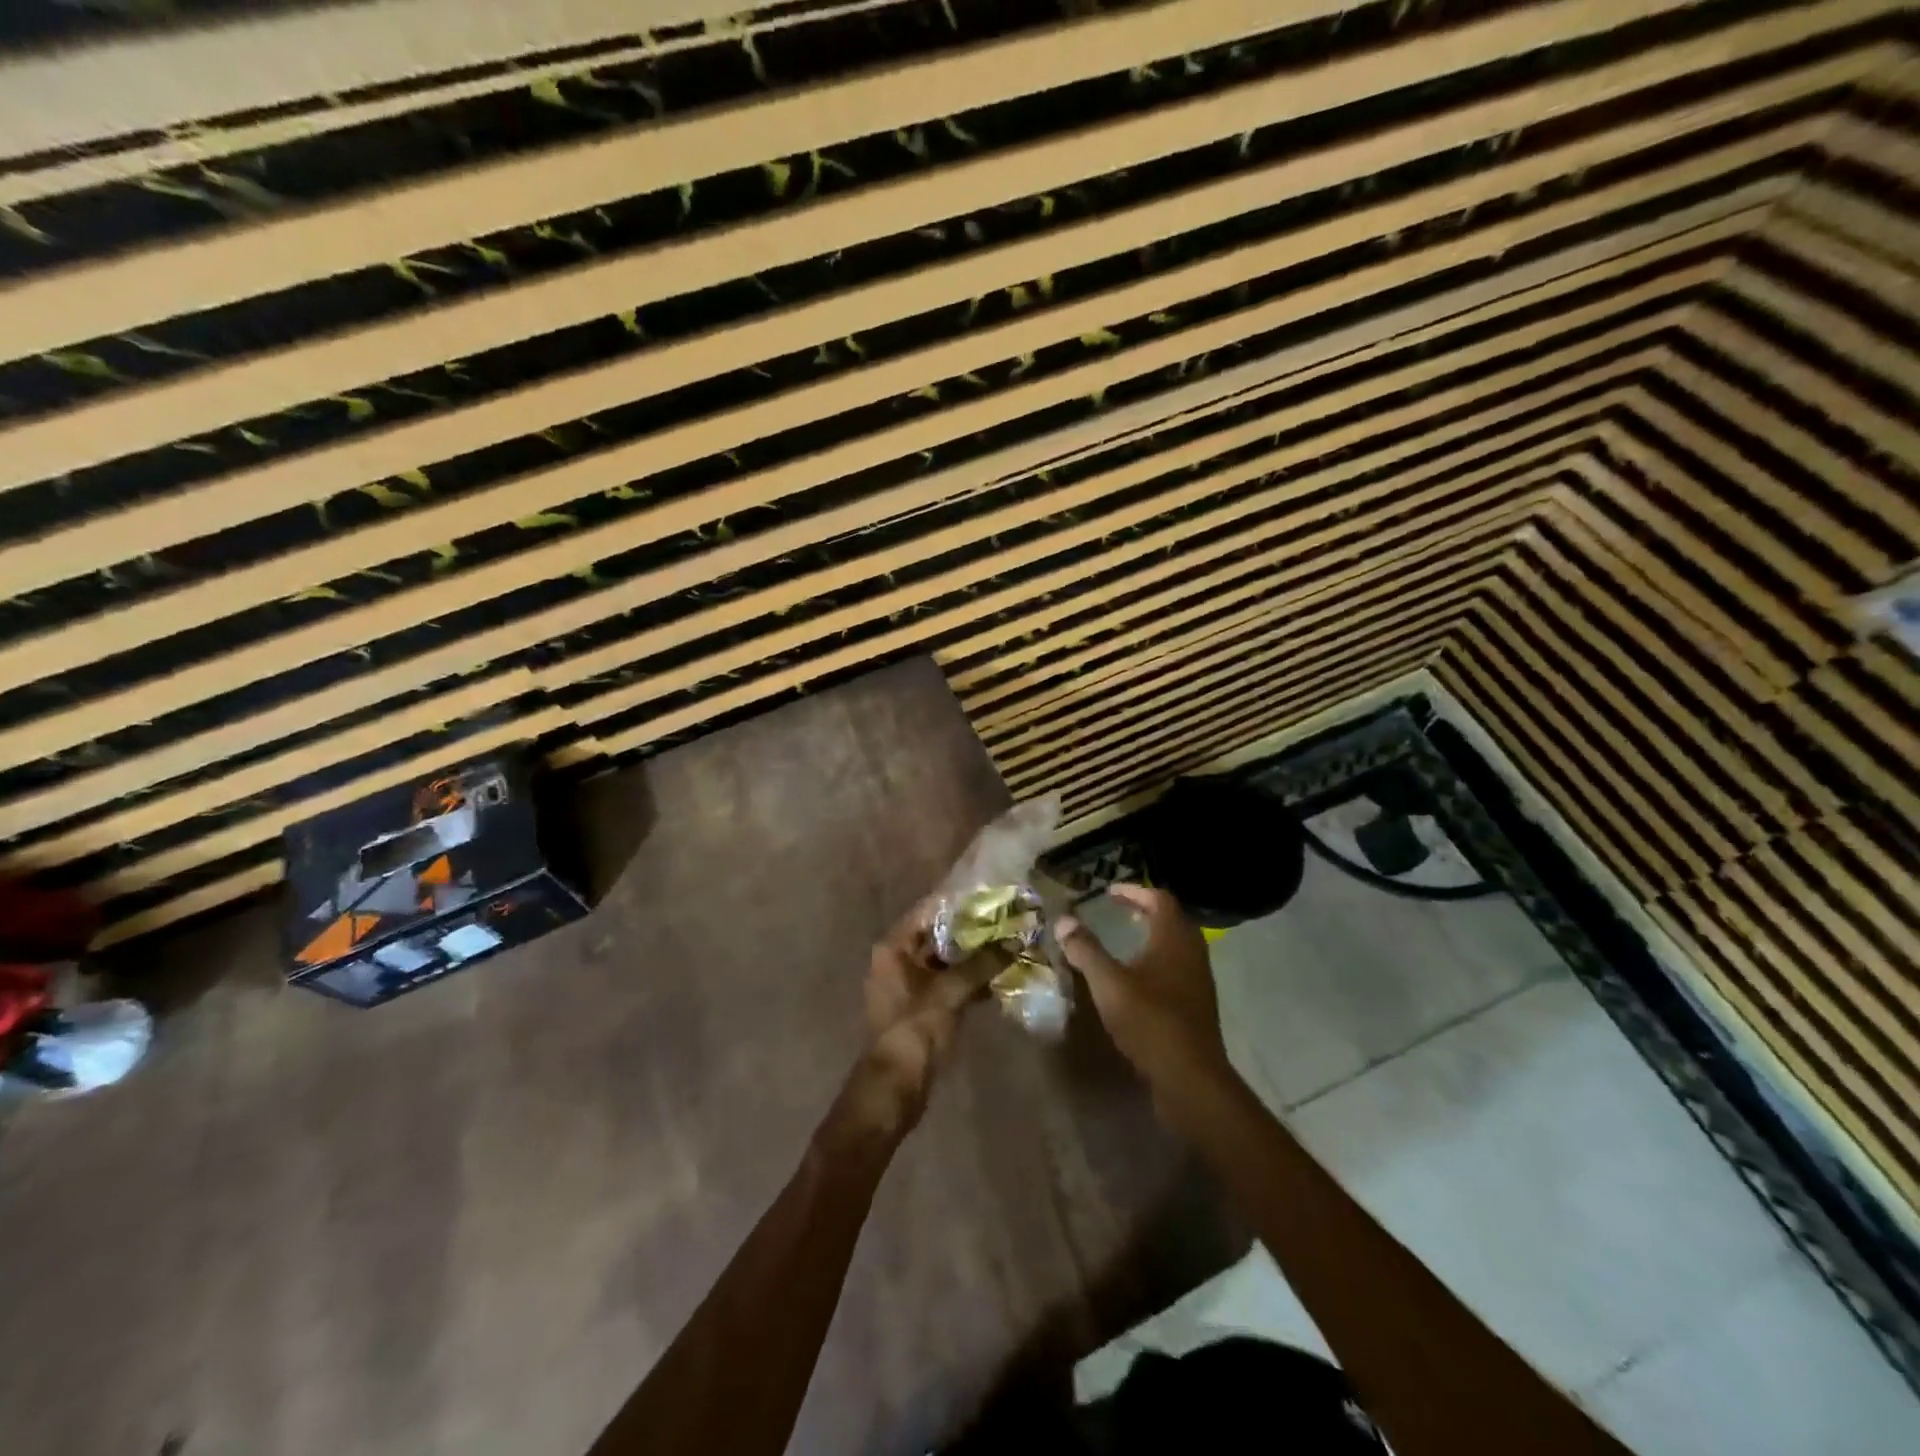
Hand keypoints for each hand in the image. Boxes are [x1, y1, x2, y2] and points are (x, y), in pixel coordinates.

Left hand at [821, 900, 999, 1155]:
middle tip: (1007, 919)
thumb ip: (982, 964)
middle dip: (971, 929)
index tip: (991, 894)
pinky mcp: (922, 1006)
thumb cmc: (915, 1030)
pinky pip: (948, 982)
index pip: (928, 911)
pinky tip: (1000, 976)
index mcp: (894, 948)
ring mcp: (909, 984)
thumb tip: (1015, 941)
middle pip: (938, 935)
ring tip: (1010, 943)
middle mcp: (898, 959)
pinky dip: (970, 979)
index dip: (959, 902)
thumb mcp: (950, 993)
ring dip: (974, 955)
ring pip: (946, 960)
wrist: (895, 1086)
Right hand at [1054, 883, 1234, 1100]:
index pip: (1160, 899)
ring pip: (1176, 946)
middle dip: (1145, 911)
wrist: (1190, 1078)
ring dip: (1152, 937)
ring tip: (1125, 941)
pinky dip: (1157, 961)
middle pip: (1172, 920)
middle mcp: (1192, 953)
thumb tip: (1064, 921)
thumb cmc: (1150, 1021)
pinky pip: (1177, 969)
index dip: (1135, 891)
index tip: (1110, 892)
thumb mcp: (1109, 983)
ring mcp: (1198, 981)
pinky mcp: (1196, 1006)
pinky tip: (1137, 980)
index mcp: (1174, 939)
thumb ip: (1086, 950)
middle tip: (1118, 912)